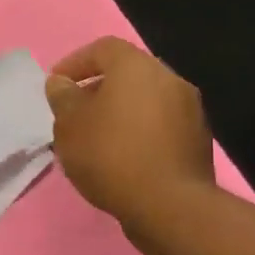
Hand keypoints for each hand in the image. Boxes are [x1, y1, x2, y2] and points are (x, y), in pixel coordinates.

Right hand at [45, 37, 214, 237]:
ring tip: (97, 137)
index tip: (57, 85)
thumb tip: (61, 83)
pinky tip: (123, 156)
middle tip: (76, 112)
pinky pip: (161, 124)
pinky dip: (140, 131)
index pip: (103, 48)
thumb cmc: (110, 155)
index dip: (75, 62)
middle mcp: (169, 79)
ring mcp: (190, 109)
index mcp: (137, 67)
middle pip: (128, 73)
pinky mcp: (198, 139)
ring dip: (121, 111)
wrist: (169, 205)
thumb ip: (63, 97)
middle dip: (99, 88)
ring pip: (147, 99)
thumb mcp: (69, 125)